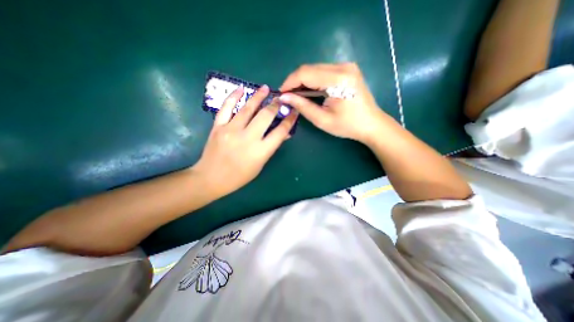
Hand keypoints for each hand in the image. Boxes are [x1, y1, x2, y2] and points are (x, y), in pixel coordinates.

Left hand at [194, 84, 300, 195]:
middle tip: (280, 99)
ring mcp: (231, 130)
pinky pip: (226, 108)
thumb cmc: (240, 176)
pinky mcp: (218, 127)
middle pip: (266, 116)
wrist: (211, 178)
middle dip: (276, 105)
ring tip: (266, 88)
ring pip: (248, 109)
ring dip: (258, 96)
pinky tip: (241, 89)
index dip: (289, 120)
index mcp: (260, 151)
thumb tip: (284, 133)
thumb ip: (271, 147)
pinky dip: (234, 96)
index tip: (294, 111)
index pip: (280, 132)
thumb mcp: (260, 164)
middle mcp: (248, 138)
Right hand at [278, 63, 395, 143]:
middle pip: (309, 68)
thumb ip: (302, 106)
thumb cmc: (347, 125)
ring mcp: (346, 66)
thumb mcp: (322, 119)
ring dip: (303, 81)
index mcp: (338, 80)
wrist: (371, 124)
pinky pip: (323, 71)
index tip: (281, 94)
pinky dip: (313, 80)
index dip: (289, 82)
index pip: (305, 73)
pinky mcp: (347, 69)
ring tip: (297, 95)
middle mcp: (343, 67)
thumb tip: (284, 97)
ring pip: (315, 68)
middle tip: (288, 96)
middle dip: (295, 82)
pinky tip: (310, 91)